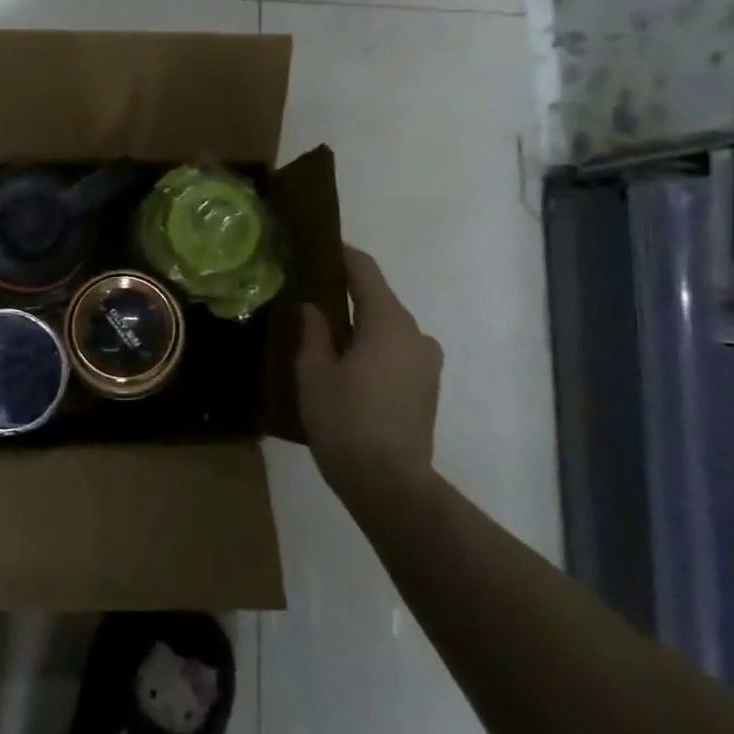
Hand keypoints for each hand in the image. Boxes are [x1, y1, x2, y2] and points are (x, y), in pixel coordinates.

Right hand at [296, 245, 443, 505]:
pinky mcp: (427, 388)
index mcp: (388, 321)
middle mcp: (415, 334)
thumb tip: (313, 307)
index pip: (364, 270)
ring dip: (358, 326)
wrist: (389, 484)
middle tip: (307, 299)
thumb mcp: (314, 372)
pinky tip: (345, 367)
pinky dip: (371, 349)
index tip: (314, 248)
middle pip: (377, 299)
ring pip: (386, 329)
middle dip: (344, 296)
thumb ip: (313, 332)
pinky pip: (395, 352)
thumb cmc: (345, 420)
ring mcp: (426, 363)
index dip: (339, 255)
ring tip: (322, 338)